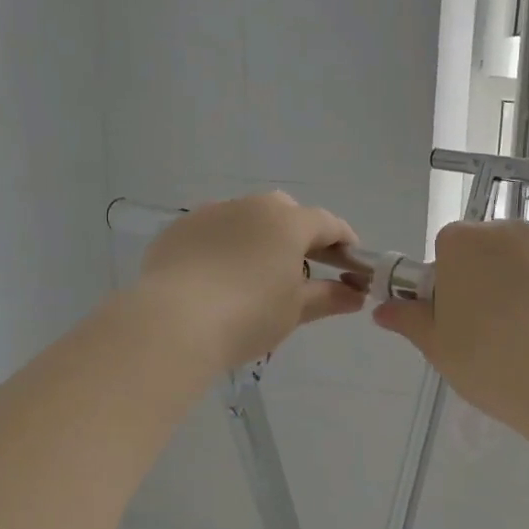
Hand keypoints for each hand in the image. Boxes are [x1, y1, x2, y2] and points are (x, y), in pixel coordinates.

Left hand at [137, 192, 364, 372]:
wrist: (173, 322)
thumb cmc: (247, 316)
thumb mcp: (294, 310)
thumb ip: (327, 297)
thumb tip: (355, 295)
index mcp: (287, 222)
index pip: (327, 223)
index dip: (344, 241)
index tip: (352, 262)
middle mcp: (250, 206)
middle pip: (285, 211)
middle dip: (300, 233)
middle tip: (304, 265)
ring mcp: (210, 212)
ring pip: (245, 217)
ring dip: (258, 237)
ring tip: (256, 272)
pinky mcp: (178, 229)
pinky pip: (211, 231)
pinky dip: (223, 246)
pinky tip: (217, 276)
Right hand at [373, 220, 528, 430]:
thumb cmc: (489, 363)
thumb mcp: (438, 348)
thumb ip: (410, 320)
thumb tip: (382, 309)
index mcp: (463, 243)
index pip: (452, 249)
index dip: (457, 281)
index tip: (464, 316)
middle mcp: (511, 229)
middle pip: (498, 249)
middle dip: (500, 278)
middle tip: (505, 330)